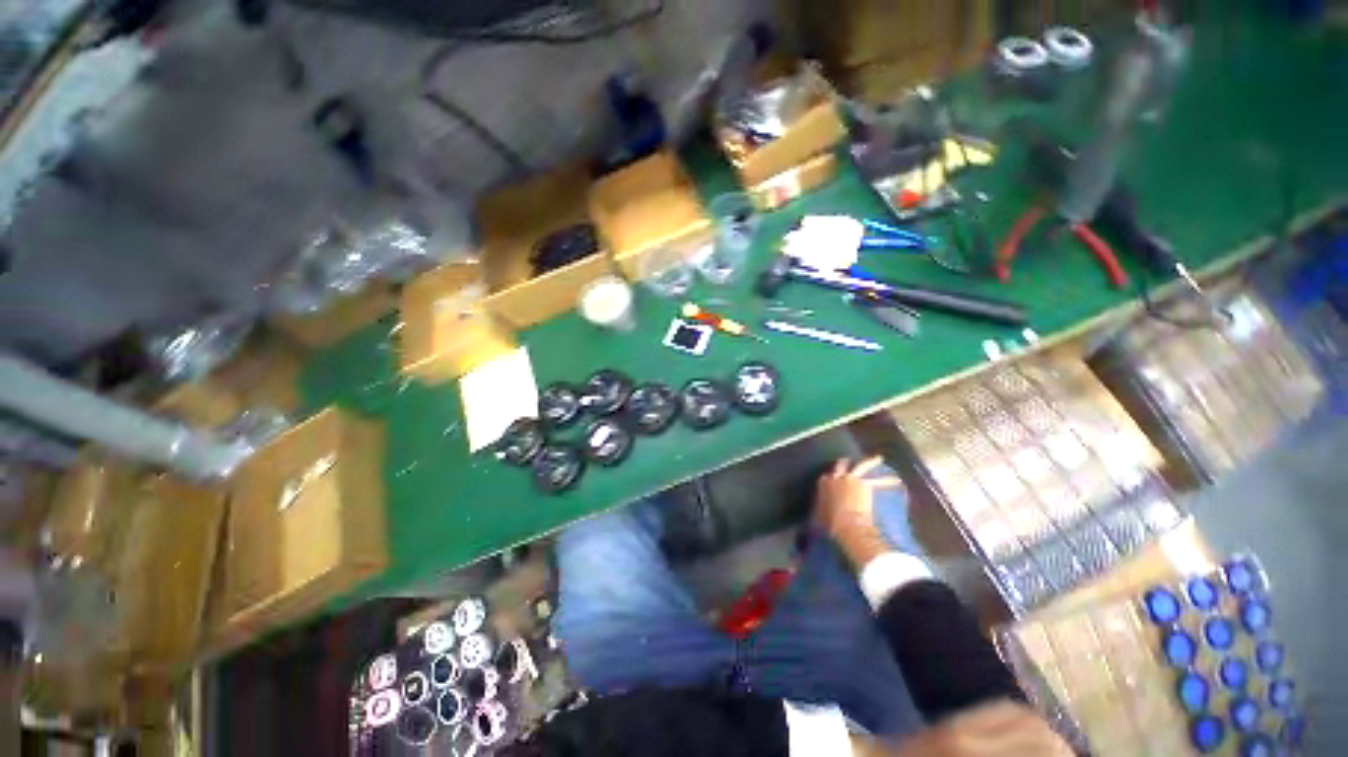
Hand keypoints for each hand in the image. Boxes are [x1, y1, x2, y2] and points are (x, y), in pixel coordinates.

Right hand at [814, 457, 906, 569]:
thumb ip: (812, 529)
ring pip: (861, 466)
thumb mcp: (818, 525)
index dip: (829, 479)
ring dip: (870, 462)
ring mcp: (851, 479)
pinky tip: (897, 480)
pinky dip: (888, 481)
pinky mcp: (865, 485)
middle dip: (844, 463)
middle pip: (840, 466)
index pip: (824, 479)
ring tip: (878, 459)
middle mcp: (835, 479)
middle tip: (848, 461)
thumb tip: (799, 552)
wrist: (847, 526)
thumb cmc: (830, 527)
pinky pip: (879, 481)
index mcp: (822, 487)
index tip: (831, 479)